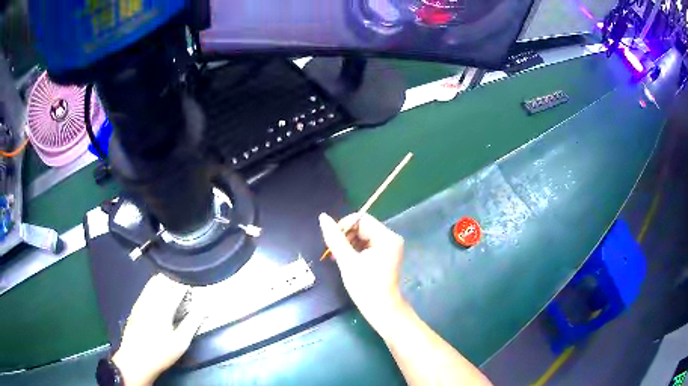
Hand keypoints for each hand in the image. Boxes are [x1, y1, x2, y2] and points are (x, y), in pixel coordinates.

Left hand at [112, 274, 204, 385]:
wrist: (136, 359)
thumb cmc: (161, 353)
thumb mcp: (181, 342)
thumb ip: (192, 323)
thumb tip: (204, 309)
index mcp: (164, 308)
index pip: (177, 289)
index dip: (187, 283)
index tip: (195, 280)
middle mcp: (151, 300)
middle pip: (163, 280)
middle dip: (174, 277)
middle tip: (184, 279)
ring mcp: (141, 301)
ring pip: (153, 282)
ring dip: (164, 279)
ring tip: (173, 280)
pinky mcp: (136, 305)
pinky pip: (146, 288)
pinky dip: (155, 284)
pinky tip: (158, 289)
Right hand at [319, 212, 405, 330]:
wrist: (382, 310)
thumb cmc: (365, 286)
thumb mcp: (347, 261)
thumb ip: (335, 238)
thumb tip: (322, 217)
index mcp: (386, 237)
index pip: (361, 219)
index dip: (344, 226)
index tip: (331, 241)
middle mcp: (391, 238)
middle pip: (363, 227)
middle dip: (346, 237)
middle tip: (333, 253)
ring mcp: (390, 248)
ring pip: (363, 237)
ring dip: (349, 245)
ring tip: (338, 259)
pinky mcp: (386, 256)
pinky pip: (368, 246)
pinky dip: (356, 251)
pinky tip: (347, 261)